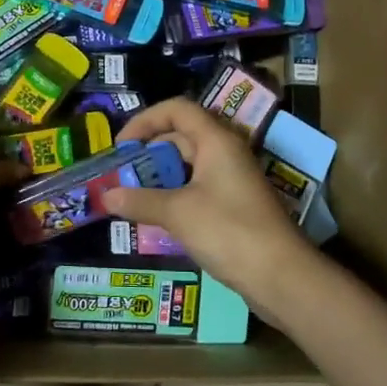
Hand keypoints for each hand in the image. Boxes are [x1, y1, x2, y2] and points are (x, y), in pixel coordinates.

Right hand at [101, 98, 314, 319]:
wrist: (281, 275)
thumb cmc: (229, 231)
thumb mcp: (178, 213)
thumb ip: (140, 200)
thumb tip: (106, 195)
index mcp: (217, 141)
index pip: (177, 109)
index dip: (145, 120)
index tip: (121, 146)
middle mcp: (226, 153)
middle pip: (182, 136)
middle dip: (149, 151)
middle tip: (122, 175)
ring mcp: (233, 180)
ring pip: (190, 165)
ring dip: (161, 176)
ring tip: (133, 196)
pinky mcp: (235, 205)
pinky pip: (198, 187)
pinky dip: (175, 194)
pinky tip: (158, 216)